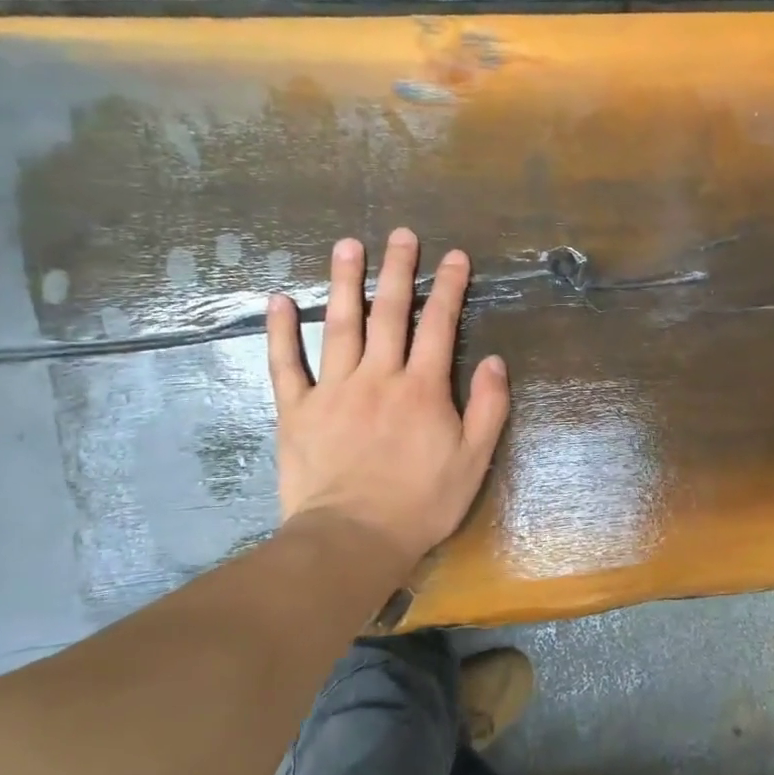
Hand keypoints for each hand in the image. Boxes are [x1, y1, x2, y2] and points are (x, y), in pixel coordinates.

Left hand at [265, 228, 509, 574]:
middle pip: (390, 313)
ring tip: (348, 245)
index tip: (454, 256)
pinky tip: (279, 300)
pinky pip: (287, 364)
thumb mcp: (473, 460)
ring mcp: (334, 390)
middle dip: (399, 270)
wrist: (353, 540)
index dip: (449, 288)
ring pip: (340, 325)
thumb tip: (494, 360)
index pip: (439, 325)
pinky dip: (281, 332)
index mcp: (423, 388)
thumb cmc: (421, 503)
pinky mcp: (297, 410)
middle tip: (401, 234)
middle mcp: (379, 377)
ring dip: (346, 282)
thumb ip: (488, 408)